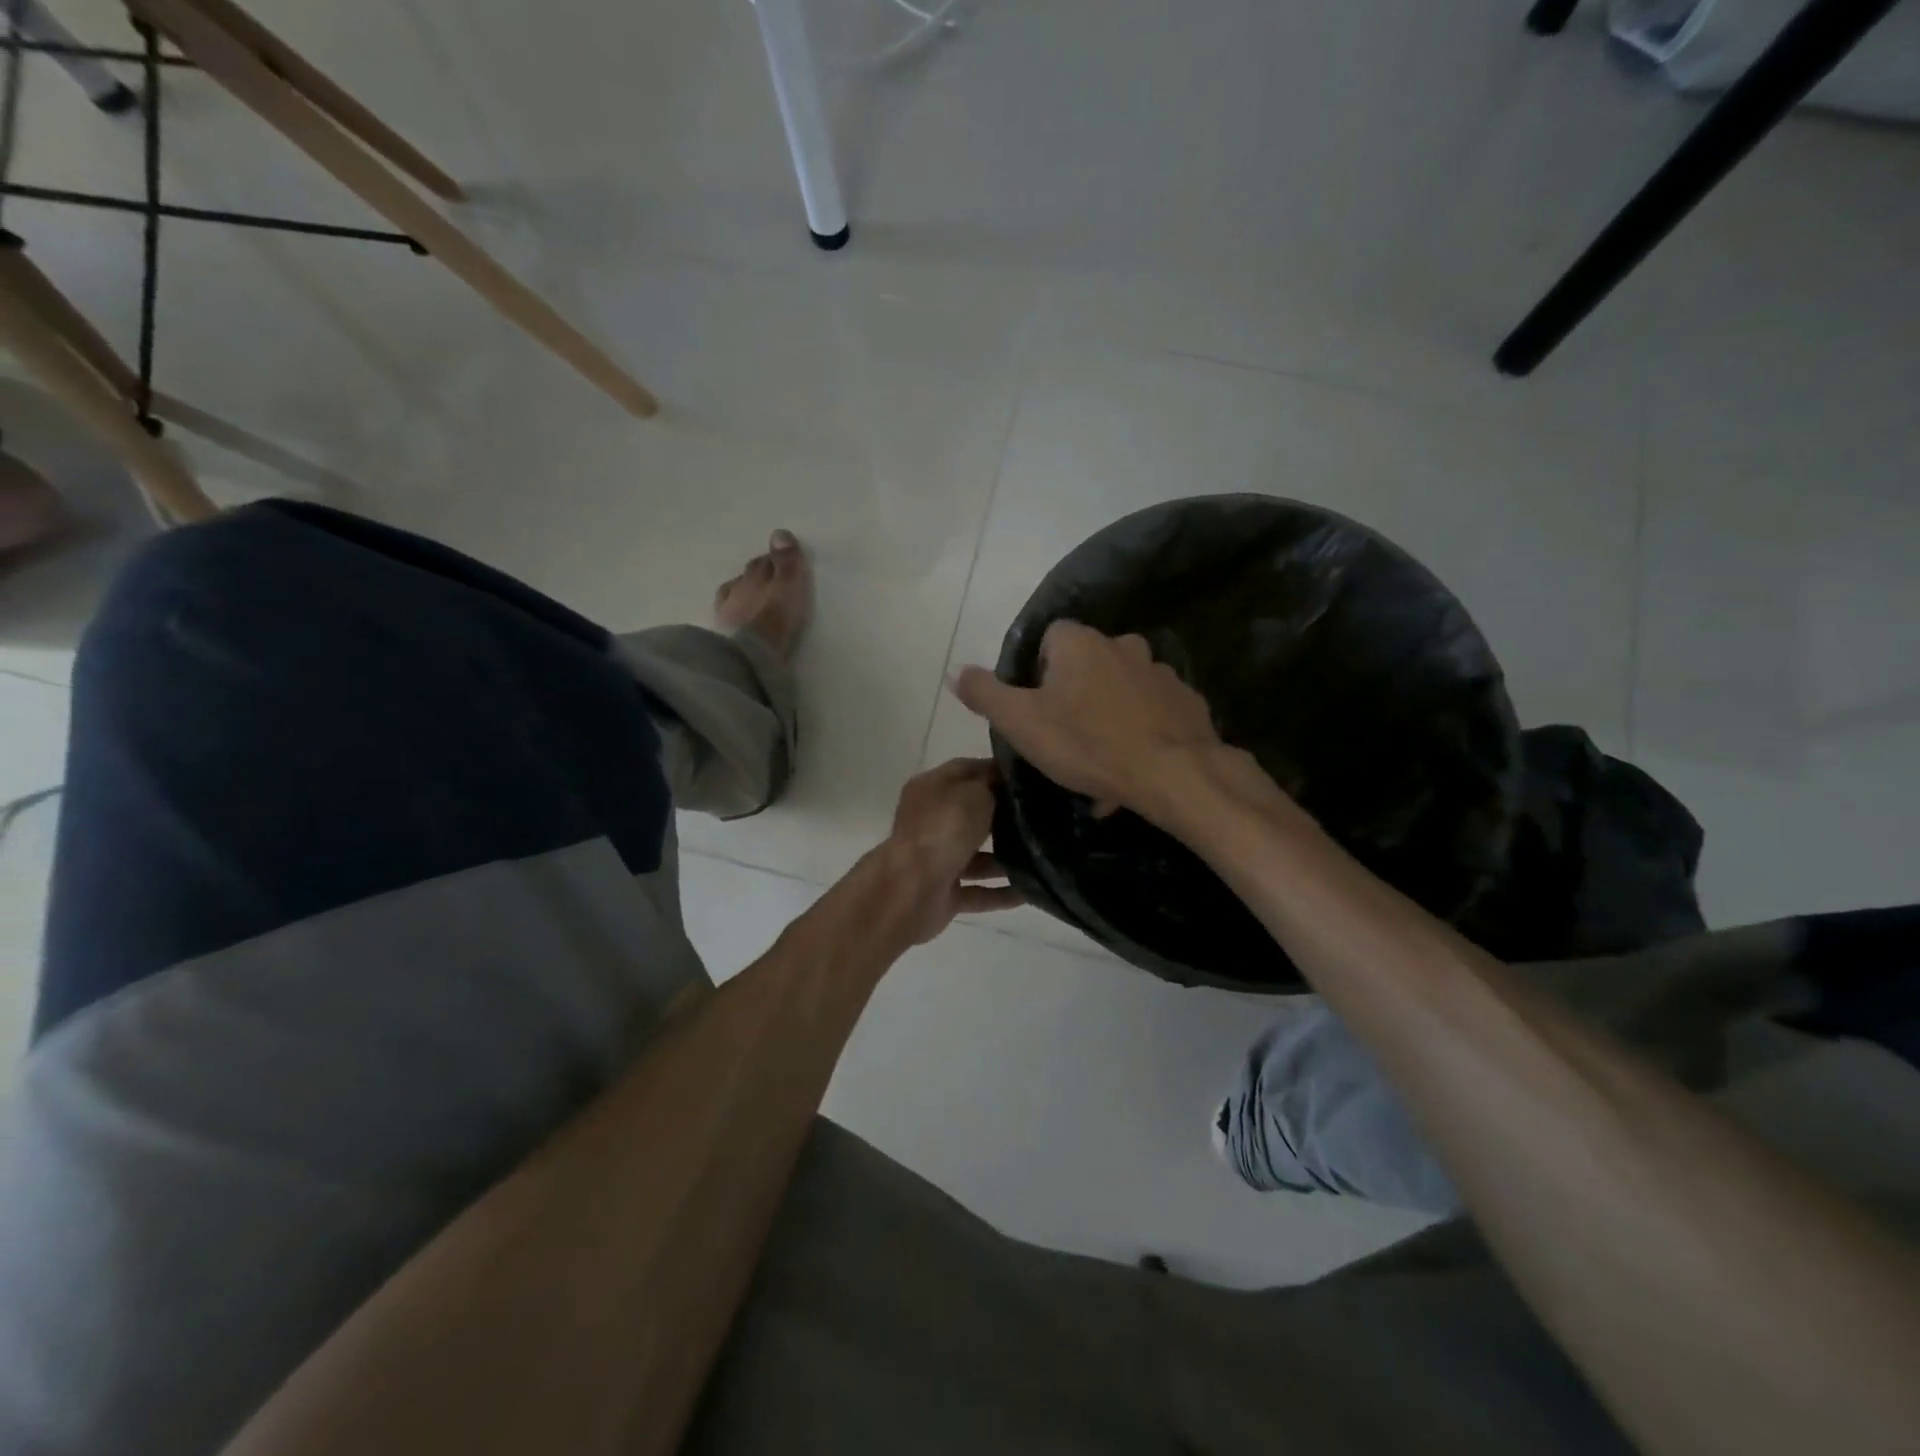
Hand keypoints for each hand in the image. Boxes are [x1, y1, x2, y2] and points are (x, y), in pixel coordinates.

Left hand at [878, 758, 1022, 943]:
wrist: (913, 889)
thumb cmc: (944, 829)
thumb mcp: (975, 792)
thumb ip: (992, 785)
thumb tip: (1005, 786)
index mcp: (930, 789)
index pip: (965, 771)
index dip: (995, 771)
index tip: (1028, 778)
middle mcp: (929, 823)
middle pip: (970, 815)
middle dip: (1003, 817)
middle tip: (1040, 818)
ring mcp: (935, 860)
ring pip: (976, 857)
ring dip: (1005, 860)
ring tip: (1042, 858)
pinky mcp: (943, 895)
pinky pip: (978, 892)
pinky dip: (1001, 893)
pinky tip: (1031, 892)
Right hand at [949, 622, 1236, 822]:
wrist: (1173, 774)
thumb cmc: (1087, 744)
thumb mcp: (1021, 722)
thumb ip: (985, 693)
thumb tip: (954, 670)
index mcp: (1080, 643)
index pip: (1049, 638)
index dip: (1037, 672)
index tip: (1036, 709)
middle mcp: (1122, 645)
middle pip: (1086, 663)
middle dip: (1074, 694)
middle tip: (1066, 737)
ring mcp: (1159, 671)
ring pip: (1120, 689)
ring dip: (1108, 714)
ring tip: (1100, 760)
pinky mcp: (1186, 701)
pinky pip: (1151, 712)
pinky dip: (1139, 731)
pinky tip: (1132, 765)